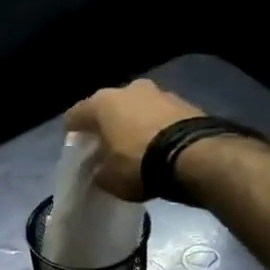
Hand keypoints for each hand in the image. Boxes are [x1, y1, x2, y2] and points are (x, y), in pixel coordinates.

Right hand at [63, 80, 205, 199]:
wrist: (196, 156)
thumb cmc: (139, 164)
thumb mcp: (109, 179)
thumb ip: (99, 171)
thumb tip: (100, 169)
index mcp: (101, 103)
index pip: (75, 115)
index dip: (73, 133)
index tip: (77, 148)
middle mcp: (128, 89)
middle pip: (109, 107)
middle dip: (107, 124)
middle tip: (108, 145)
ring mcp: (159, 92)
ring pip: (137, 108)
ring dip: (134, 123)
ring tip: (137, 146)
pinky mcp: (186, 102)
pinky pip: (161, 115)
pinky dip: (157, 127)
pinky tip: (159, 146)